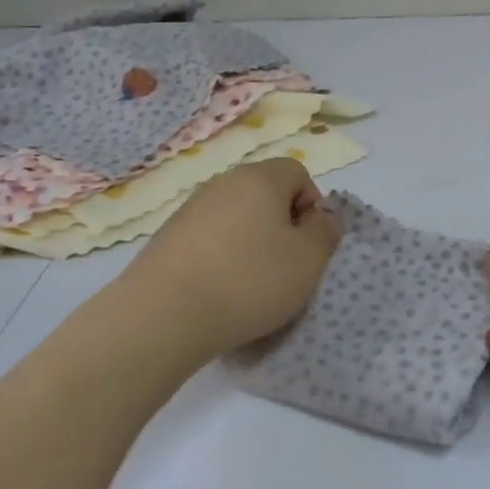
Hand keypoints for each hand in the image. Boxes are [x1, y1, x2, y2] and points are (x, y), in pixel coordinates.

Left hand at [120, 158, 340, 360]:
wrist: (164, 315)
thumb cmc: (249, 281)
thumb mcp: (308, 260)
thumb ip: (325, 232)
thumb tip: (321, 217)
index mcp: (259, 178)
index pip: (297, 173)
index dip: (312, 205)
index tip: (308, 244)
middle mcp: (222, 183)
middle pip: (265, 193)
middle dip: (281, 225)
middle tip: (285, 265)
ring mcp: (190, 209)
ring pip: (236, 217)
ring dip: (250, 242)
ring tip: (250, 284)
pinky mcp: (167, 237)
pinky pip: (209, 238)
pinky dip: (221, 257)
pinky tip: (219, 290)